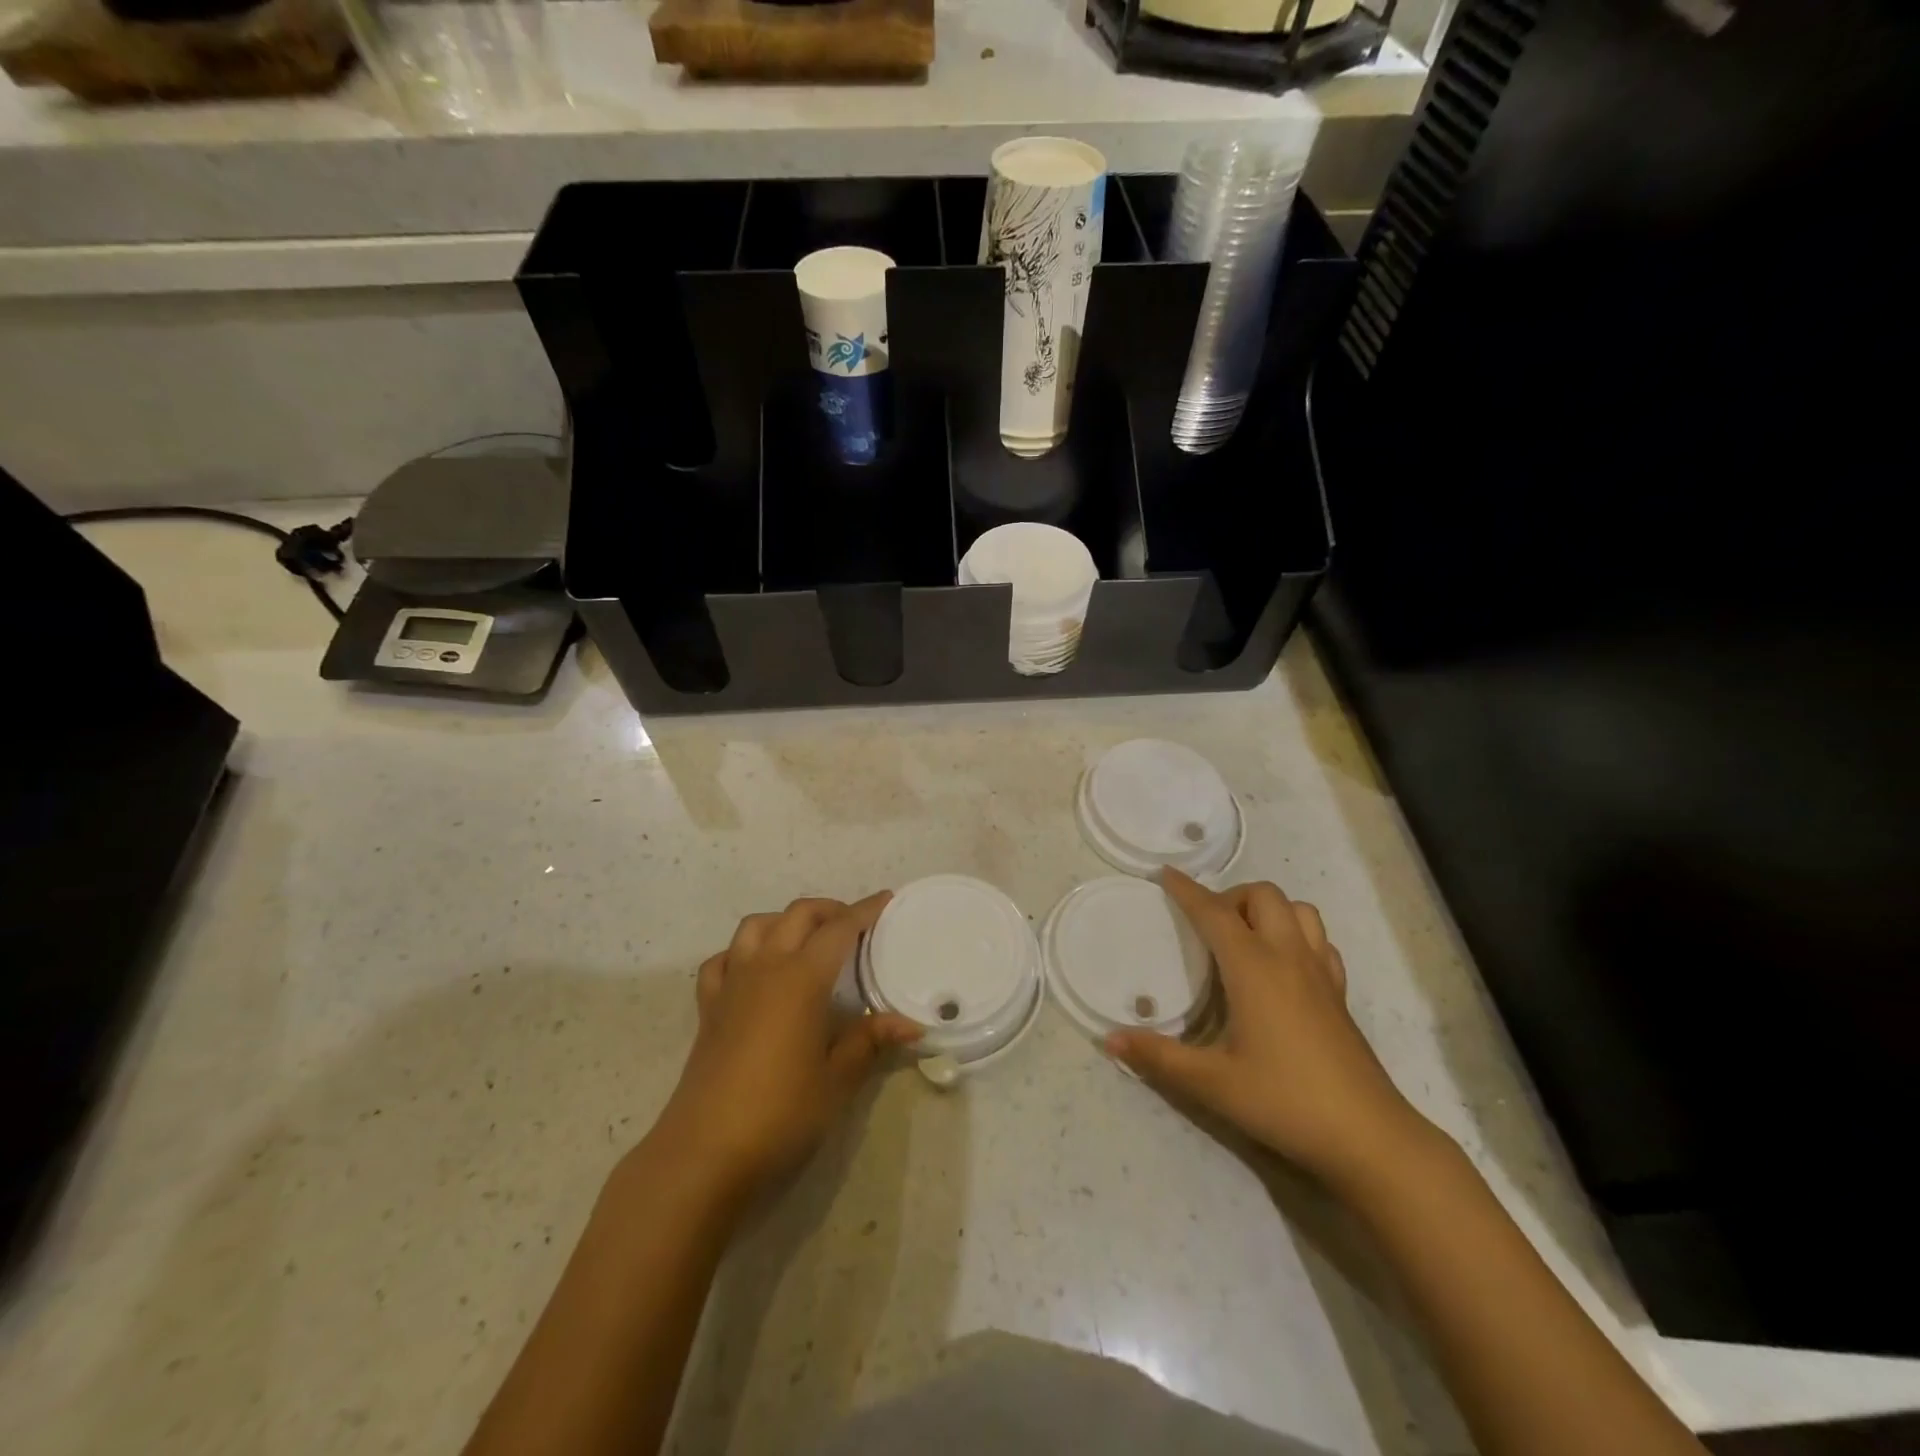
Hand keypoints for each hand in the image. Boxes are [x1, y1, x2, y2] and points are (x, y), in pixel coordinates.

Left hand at [649, 895, 922, 1209]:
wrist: (704, 1153)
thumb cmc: (780, 1113)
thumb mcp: (836, 1080)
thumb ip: (870, 1042)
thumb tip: (911, 1025)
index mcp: (801, 978)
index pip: (840, 929)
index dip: (866, 911)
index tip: (887, 899)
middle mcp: (765, 968)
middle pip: (797, 915)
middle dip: (829, 910)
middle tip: (855, 925)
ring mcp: (731, 984)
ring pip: (756, 926)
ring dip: (785, 921)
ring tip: (807, 939)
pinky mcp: (708, 1008)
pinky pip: (723, 960)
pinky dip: (742, 951)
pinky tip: (755, 970)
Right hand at [1105, 869, 1426, 1190]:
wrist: (1368, 1136)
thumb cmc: (1284, 1100)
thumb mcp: (1211, 1082)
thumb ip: (1157, 1057)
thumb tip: (1109, 1039)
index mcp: (1254, 967)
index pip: (1214, 912)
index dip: (1187, 890)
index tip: (1165, 874)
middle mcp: (1288, 957)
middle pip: (1263, 895)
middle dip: (1230, 896)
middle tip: (1207, 926)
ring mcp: (1320, 973)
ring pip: (1299, 910)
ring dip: (1269, 910)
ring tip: (1245, 938)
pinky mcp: (1340, 994)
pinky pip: (1320, 940)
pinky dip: (1298, 935)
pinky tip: (1283, 965)